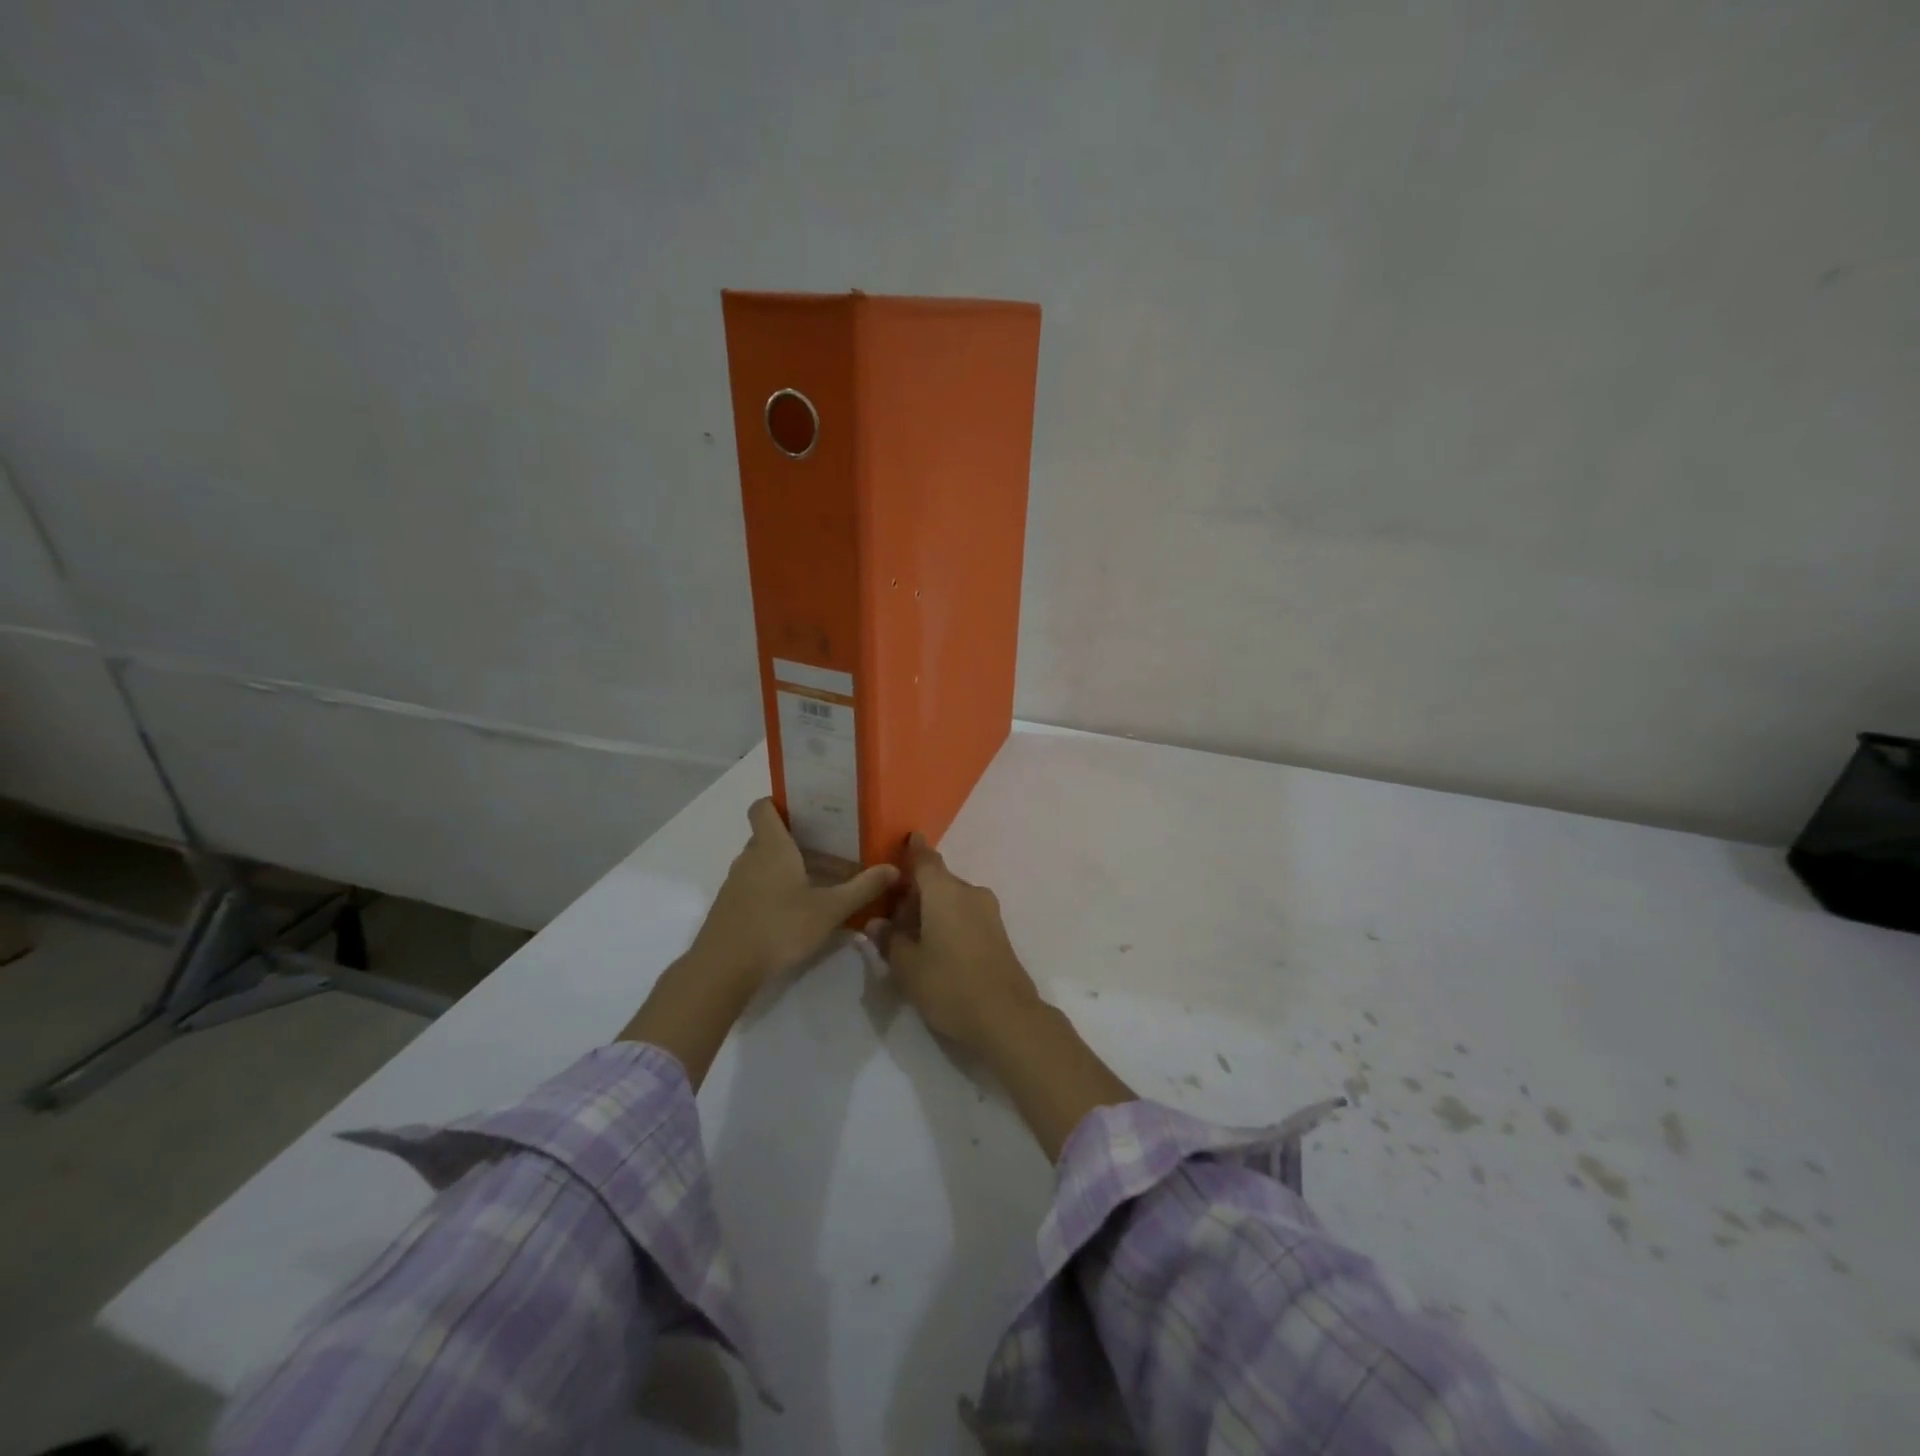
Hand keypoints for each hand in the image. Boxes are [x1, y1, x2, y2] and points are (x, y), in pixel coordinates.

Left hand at [692, 798, 898, 992]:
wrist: (724, 968)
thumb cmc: (779, 927)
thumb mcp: (829, 910)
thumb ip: (863, 888)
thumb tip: (894, 869)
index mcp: (771, 846)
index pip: (762, 807)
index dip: (779, 802)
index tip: (806, 810)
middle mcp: (749, 857)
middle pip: (767, 836)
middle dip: (794, 839)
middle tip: (828, 847)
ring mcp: (735, 883)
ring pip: (761, 863)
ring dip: (784, 867)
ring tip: (816, 880)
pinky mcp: (729, 907)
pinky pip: (753, 886)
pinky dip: (771, 890)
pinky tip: (794, 911)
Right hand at [866, 833, 1133, 1160]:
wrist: (1006, 1016)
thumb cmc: (949, 984)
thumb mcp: (908, 966)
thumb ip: (889, 940)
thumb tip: (876, 924)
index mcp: (944, 891)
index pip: (925, 859)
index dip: (912, 850)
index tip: (905, 840)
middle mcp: (969, 892)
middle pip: (937, 882)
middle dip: (915, 893)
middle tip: (891, 917)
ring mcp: (988, 911)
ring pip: (952, 899)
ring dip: (931, 910)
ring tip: (911, 939)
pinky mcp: (998, 932)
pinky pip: (966, 914)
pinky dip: (948, 921)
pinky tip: (935, 948)